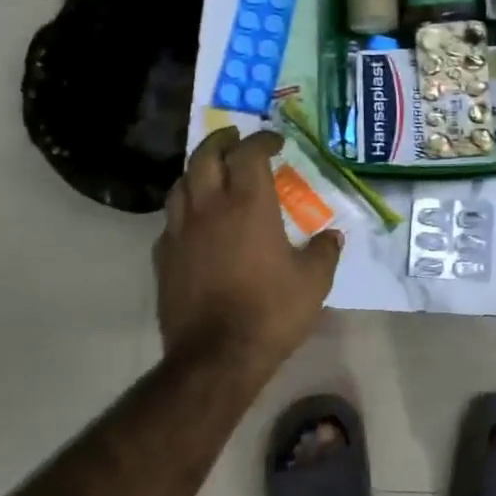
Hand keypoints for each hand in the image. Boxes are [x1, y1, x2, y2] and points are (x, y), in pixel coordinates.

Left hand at [155, 128, 342, 370]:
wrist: (216, 357)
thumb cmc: (271, 312)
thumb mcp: (314, 281)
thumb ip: (324, 252)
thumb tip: (331, 237)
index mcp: (249, 205)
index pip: (249, 154)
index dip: (262, 141)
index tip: (275, 142)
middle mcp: (210, 208)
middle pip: (205, 157)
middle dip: (221, 141)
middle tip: (235, 138)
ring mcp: (181, 232)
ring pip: (180, 184)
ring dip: (197, 170)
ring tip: (211, 171)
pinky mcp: (164, 258)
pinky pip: (171, 221)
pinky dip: (184, 209)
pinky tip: (195, 222)